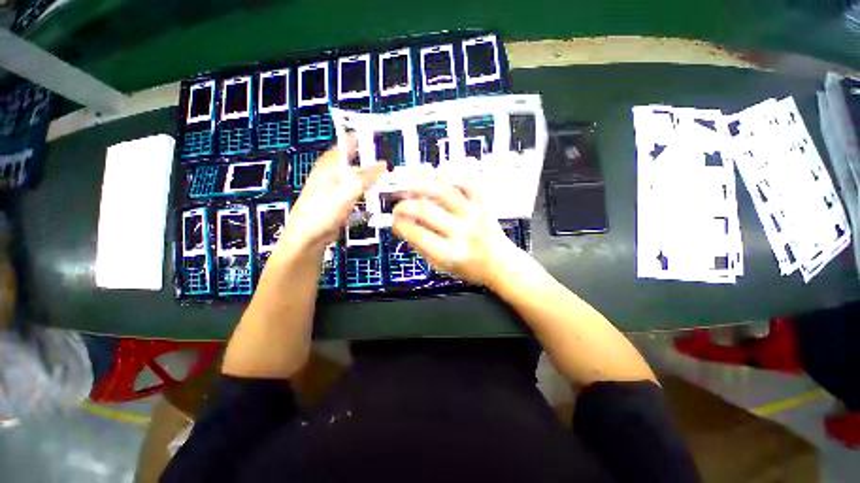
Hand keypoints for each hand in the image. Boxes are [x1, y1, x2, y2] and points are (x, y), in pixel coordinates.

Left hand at [277, 136, 384, 254]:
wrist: (308, 238)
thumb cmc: (323, 211)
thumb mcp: (346, 191)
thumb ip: (365, 177)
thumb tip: (384, 164)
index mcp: (331, 164)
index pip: (348, 142)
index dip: (365, 137)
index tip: (385, 137)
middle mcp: (334, 173)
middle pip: (357, 160)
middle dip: (374, 160)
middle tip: (396, 163)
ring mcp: (338, 188)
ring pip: (360, 178)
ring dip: (374, 179)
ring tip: (393, 180)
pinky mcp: (342, 202)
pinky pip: (359, 193)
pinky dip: (369, 193)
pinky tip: (380, 197)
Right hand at [392, 179, 525, 287]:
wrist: (501, 264)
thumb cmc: (470, 268)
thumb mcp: (442, 268)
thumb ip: (422, 249)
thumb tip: (403, 227)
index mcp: (450, 253)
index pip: (417, 234)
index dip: (400, 225)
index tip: (395, 221)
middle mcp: (462, 232)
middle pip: (426, 210)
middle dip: (404, 205)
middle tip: (398, 206)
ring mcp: (475, 214)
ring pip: (445, 191)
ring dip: (422, 184)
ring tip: (409, 184)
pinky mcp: (484, 204)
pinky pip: (469, 182)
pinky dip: (453, 173)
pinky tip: (439, 173)